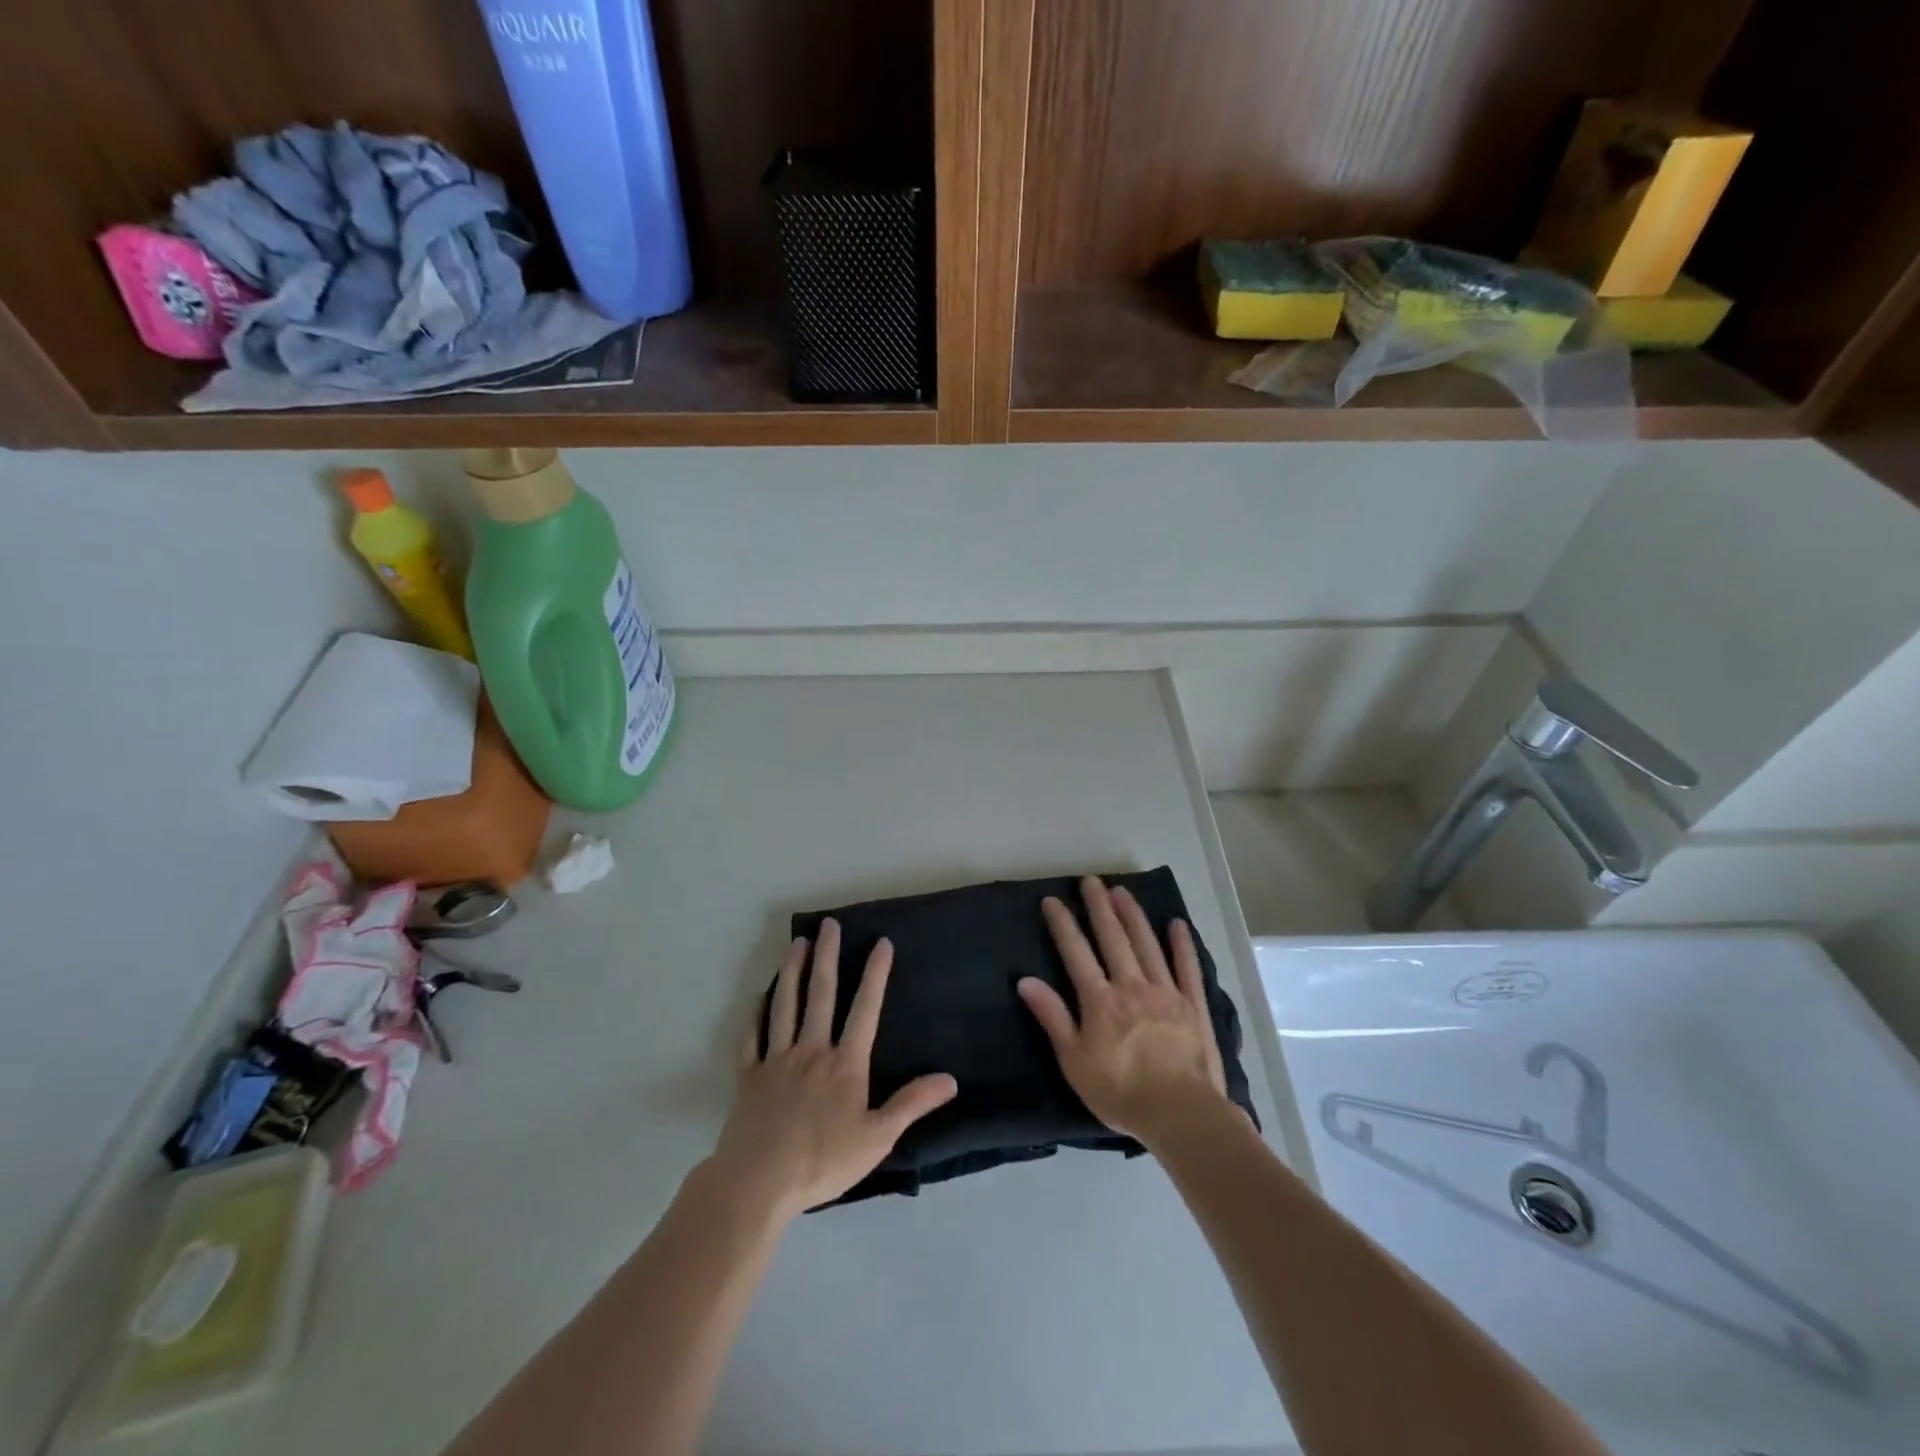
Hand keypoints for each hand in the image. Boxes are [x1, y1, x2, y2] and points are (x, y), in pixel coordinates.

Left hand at [706, 919, 957, 1219]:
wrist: (758, 1183)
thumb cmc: (822, 1161)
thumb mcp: (877, 1138)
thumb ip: (911, 1104)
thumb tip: (950, 1079)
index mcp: (845, 1063)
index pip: (865, 1009)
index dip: (875, 974)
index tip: (881, 942)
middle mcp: (811, 1050)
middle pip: (821, 994)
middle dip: (827, 956)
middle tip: (829, 923)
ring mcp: (777, 1060)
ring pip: (785, 1005)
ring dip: (791, 971)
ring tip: (796, 942)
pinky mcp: (749, 1076)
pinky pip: (752, 1037)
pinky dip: (755, 1014)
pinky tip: (758, 996)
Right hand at [1018, 876, 1230, 1145]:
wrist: (1181, 1115)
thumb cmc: (1120, 1092)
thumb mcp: (1074, 1061)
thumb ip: (1053, 1017)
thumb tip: (1026, 980)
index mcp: (1100, 1000)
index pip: (1076, 953)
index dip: (1063, 924)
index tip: (1053, 900)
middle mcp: (1132, 985)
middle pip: (1113, 938)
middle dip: (1099, 907)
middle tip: (1091, 880)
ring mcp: (1166, 992)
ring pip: (1146, 944)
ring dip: (1133, 916)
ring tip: (1122, 891)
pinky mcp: (1193, 1005)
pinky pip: (1187, 968)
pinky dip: (1181, 945)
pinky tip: (1176, 924)